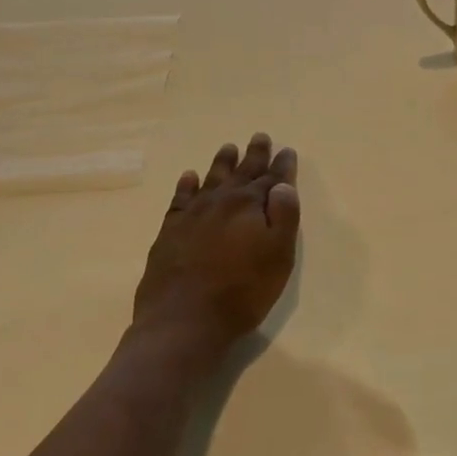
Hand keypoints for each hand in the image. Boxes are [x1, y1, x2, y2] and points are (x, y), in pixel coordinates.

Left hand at [132, 133, 300, 353]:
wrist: (184, 319)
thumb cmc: (242, 291)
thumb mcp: (278, 257)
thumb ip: (284, 218)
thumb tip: (283, 185)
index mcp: (251, 206)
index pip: (272, 179)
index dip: (282, 166)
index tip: (287, 150)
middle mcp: (221, 202)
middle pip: (241, 173)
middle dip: (253, 155)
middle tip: (260, 136)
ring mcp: (192, 214)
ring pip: (210, 179)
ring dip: (221, 163)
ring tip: (228, 147)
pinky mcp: (170, 231)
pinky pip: (180, 198)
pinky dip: (186, 185)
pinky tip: (189, 177)